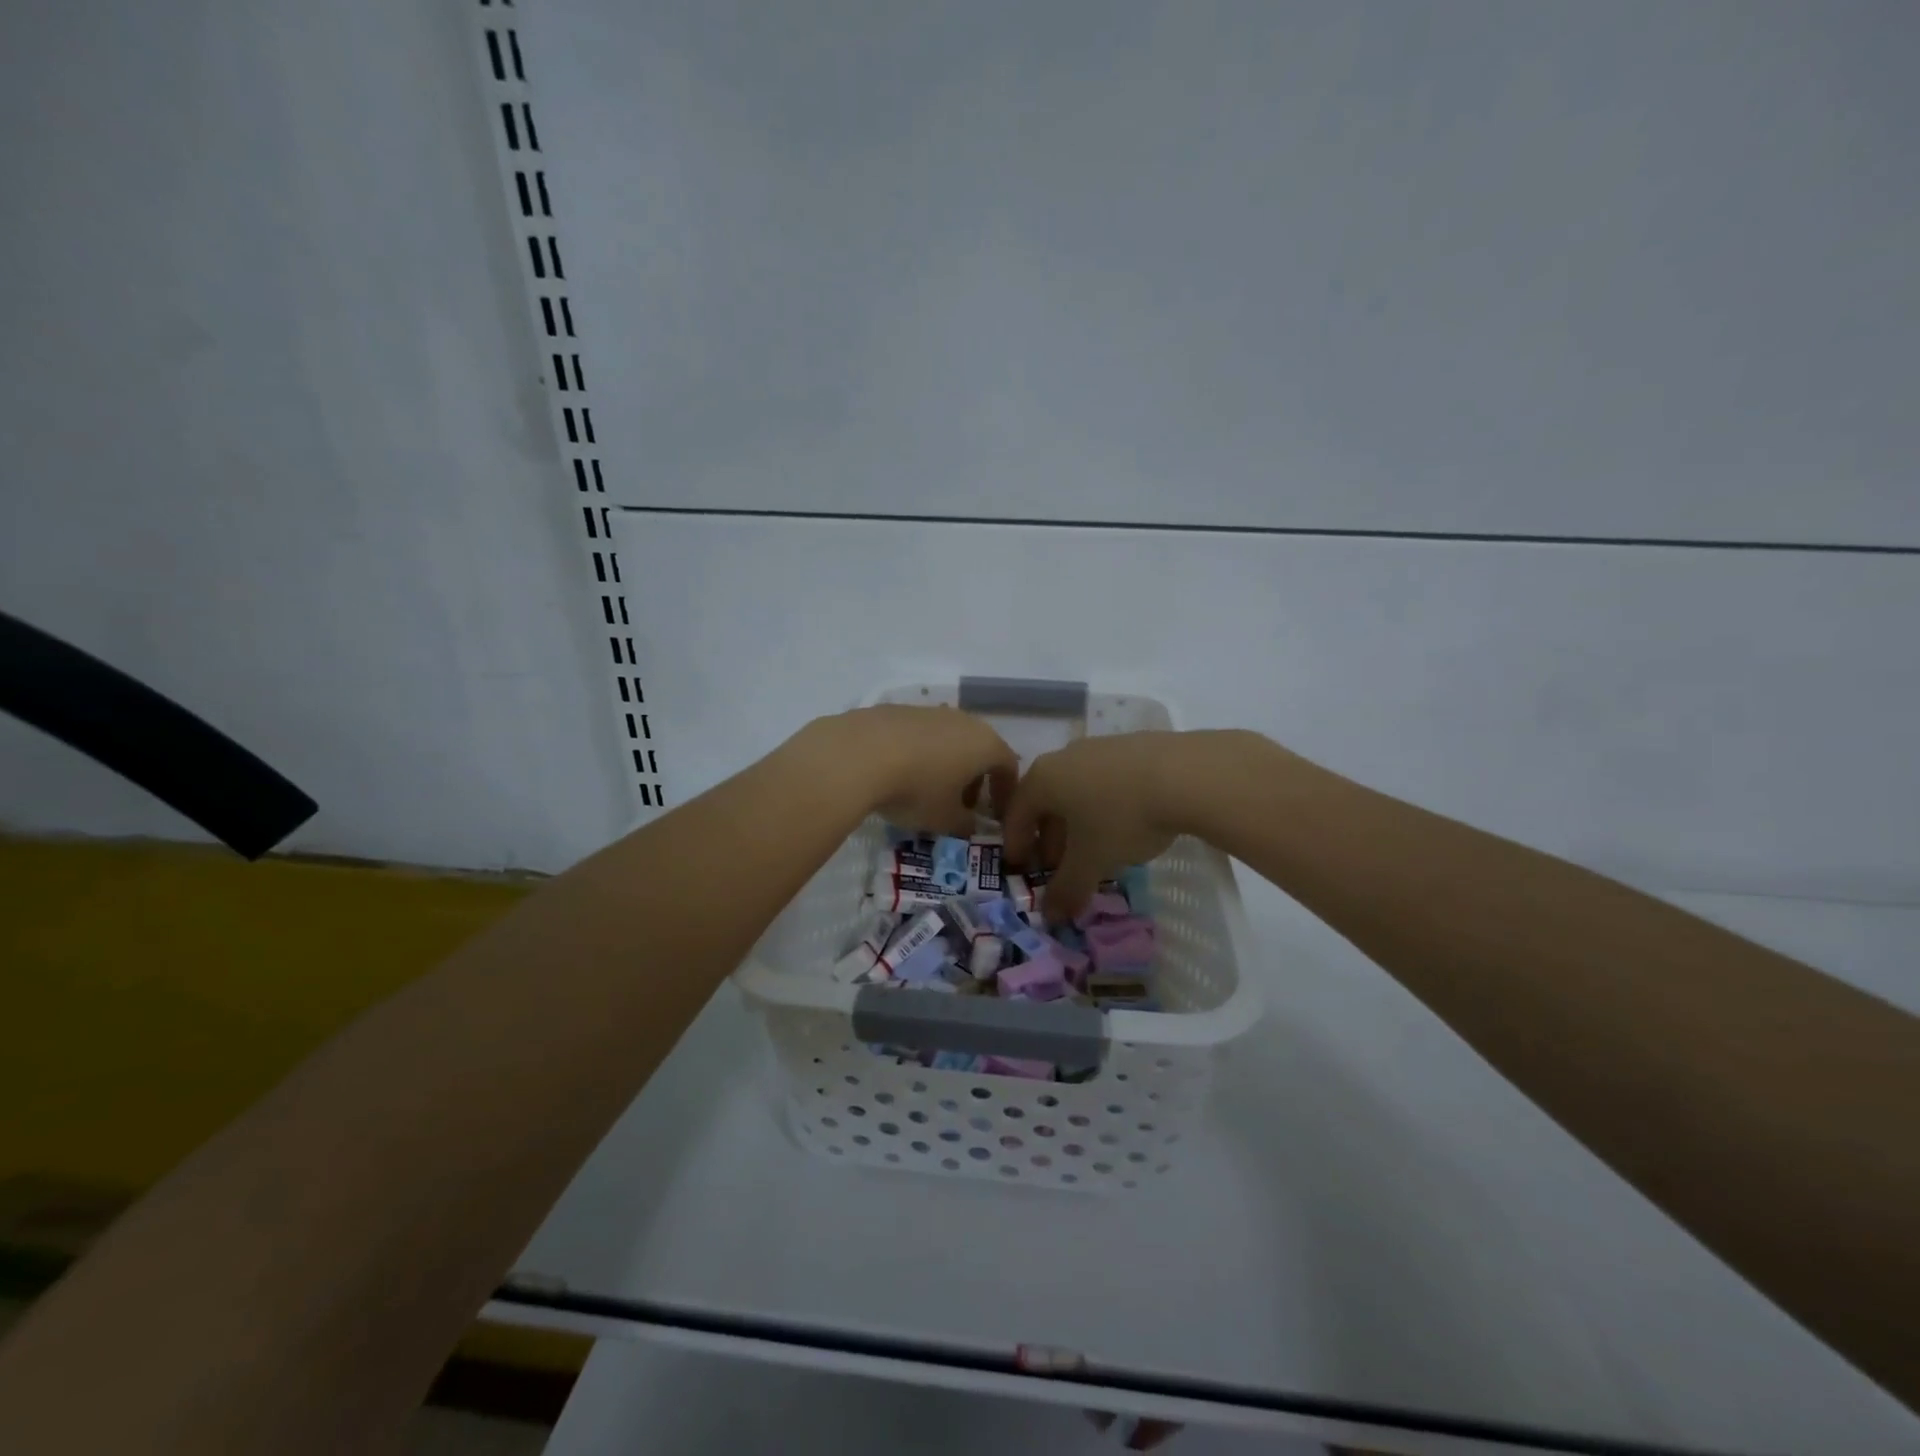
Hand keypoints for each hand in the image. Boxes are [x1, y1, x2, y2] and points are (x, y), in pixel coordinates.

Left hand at [809, 705, 1017, 836]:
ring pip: (948, 739)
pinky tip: (899, 771)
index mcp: (984, 744)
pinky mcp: (897, 709)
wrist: (857, 754)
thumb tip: (970, 825)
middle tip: (962, 803)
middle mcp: (962, 720)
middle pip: (979, 748)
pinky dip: (918, 752)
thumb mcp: (944, 820)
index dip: (1006, 791)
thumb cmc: (915, 790)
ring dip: (946, 763)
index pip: (1008, 765)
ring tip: (927, 788)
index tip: (996, 813)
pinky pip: (919, 734)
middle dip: (975, 777)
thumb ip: (965, 824)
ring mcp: (929, 711)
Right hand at [1002, 731, 1187, 919]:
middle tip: (1057, 866)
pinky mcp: (1134, 746)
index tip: (1020, 869)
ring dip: (1077, 821)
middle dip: (1048, 836)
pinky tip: (1125, 825)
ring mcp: (1100, 747)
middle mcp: (1065, 756)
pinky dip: (1104, 805)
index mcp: (1043, 778)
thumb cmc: (1122, 817)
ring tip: (1094, 849)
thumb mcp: (1092, 860)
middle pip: (1046, 800)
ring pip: (1077, 789)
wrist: (1187, 774)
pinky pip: (1106, 780)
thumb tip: (1051, 916)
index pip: (1016, 813)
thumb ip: (1068, 888)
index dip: (1016, 845)